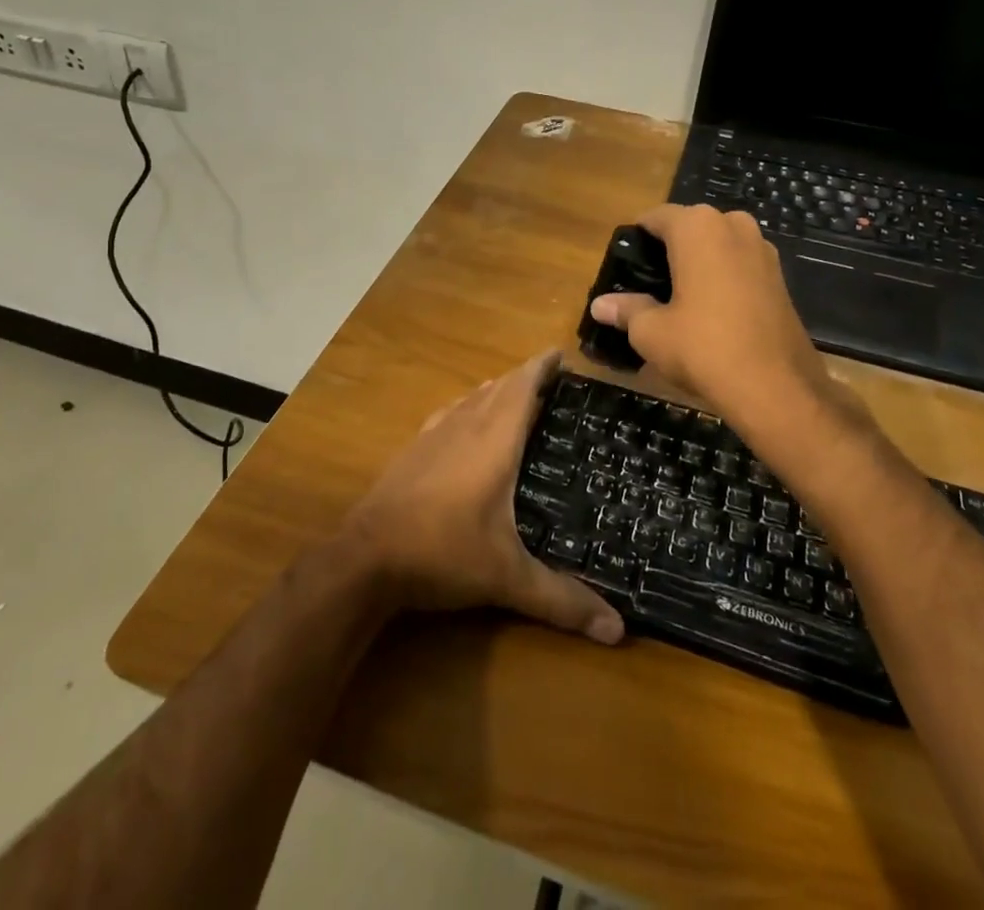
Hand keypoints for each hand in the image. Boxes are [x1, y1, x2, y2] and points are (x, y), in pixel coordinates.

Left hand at [338, 351, 624, 645]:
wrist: (365, 557)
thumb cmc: (443, 552)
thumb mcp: (507, 577)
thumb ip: (562, 600)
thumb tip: (618, 630)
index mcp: (494, 441)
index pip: (522, 387)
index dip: (541, 367)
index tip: (561, 353)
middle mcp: (465, 426)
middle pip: (499, 387)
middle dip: (525, 377)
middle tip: (552, 380)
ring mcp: (434, 435)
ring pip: (472, 397)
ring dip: (496, 390)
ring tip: (517, 394)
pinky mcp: (413, 450)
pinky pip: (450, 413)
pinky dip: (468, 406)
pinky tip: (466, 420)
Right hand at [588, 203, 837, 427]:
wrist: (777, 388)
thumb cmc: (703, 347)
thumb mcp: (651, 332)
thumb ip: (626, 310)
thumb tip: (600, 305)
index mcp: (698, 227)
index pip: (655, 217)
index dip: (636, 240)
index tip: (625, 268)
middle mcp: (734, 226)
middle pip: (690, 229)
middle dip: (670, 251)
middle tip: (650, 287)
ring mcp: (763, 250)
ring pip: (719, 247)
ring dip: (699, 265)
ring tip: (679, 301)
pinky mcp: (781, 278)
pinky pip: (740, 266)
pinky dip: (724, 280)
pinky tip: (712, 313)